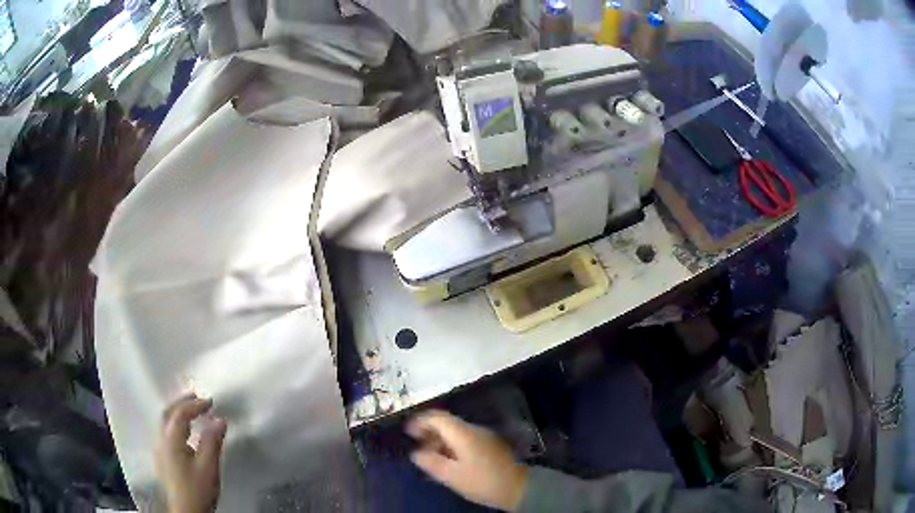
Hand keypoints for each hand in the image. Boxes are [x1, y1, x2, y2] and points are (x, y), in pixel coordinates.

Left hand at [155, 394, 227, 512]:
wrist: (187, 512)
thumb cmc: (197, 489)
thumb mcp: (208, 467)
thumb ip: (212, 442)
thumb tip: (220, 420)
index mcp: (171, 440)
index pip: (180, 414)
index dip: (194, 405)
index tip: (210, 402)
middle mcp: (161, 441)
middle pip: (167, 414)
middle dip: (181, 403)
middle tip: (197, 397)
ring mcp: (160, 451)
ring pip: (165, 424)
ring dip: (178, 413)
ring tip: (192, 412)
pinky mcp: (163, 460)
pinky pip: (167, 434)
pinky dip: (176, 426)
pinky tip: (186, 435)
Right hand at [406, 410, 528, 510]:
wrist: (519, 488)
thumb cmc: (482, 481)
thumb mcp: (452, 475)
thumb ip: (431, 462)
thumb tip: (416, 452)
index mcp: (463, 433)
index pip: (438, 417)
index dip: (420, 421)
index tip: (407, 431)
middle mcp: (474, 429)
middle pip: (447, 423)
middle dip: (429, 431)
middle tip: (416, 445)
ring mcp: (484, 436)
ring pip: (456, 431)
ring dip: (440, 439)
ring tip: (429, 455)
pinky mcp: (490, 445)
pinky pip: (465, 438)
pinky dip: (452, 445)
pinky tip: (448, 460)